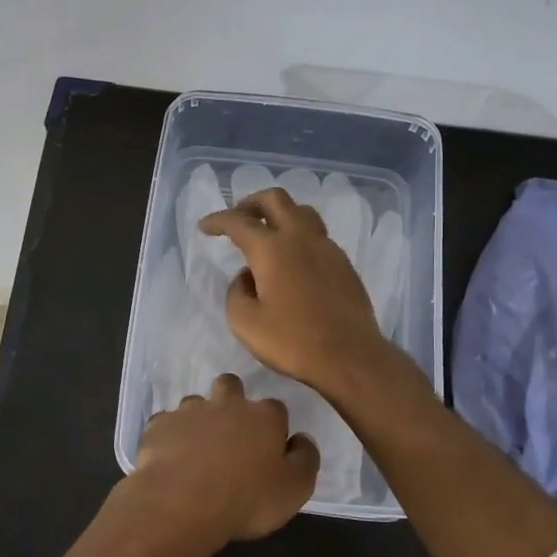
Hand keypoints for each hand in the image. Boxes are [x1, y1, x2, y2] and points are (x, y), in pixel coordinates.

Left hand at [122, 374, 319, 546]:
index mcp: (264, 417)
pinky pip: (166, 423)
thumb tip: (302, 439)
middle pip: (231, 386)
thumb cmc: (247, 499)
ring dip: (198, 418)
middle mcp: (227, 404)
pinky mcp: (159, 424)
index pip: (275, 408)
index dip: (272, 426)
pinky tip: (169, 457)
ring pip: (196, 403)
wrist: (183, 502)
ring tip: (196, 448)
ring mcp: (190, 410)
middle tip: (229, 432)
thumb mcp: (294, 489)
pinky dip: (169, 436)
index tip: (268, 447)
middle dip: (231, 400)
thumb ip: (305, 459)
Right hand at [199, 188, 396, 398]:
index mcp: (272, 248)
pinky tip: (292, 261)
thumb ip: (236, 292)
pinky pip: (317, 236)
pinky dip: (298, 236)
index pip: (238, 222)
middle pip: (275, 199)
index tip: (205, 226)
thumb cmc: (293, 341)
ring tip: (267, 234)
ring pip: (301, 212)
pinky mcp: (343, 263)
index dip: (218, 220)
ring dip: (279, 215)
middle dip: (251, 203)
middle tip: (237, 219)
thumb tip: (247, 277)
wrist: (351, 357)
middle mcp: (301, 237)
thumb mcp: (245, 323)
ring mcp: (327, 248)